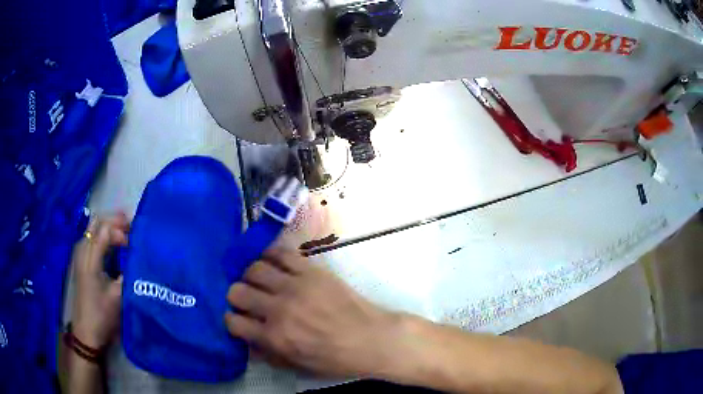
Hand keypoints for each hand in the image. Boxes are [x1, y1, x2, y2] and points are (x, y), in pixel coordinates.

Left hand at [71, 213, 128, 348]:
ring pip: (94, 228)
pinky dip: (104, 235)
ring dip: (110, 227)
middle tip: (134, 228)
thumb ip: (127, 272)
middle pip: (97, 222)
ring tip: (127, 234)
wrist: (86, 331)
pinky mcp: (82, 260)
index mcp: (90, 257)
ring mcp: (80, 253)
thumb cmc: (102, 314)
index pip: (105, 230)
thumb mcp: (118, 295)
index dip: (121, 231)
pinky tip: (114, 244)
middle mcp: (83, 249)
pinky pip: (93, 237)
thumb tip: (140, 257)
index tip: (135, 244)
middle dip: (115, 221)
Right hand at [225, 249, 399, 377]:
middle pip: (237, 291)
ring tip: (258, 280)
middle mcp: (278, 309)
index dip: (231, 321)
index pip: (233, 322)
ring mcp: (294, 286)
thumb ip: (269, 354)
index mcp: (275, 337)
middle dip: (236, 296)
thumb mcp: (299, 366)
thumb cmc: (336, 359)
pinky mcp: (311, 271)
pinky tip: (271, 261)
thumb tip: (247, 341)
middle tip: (245, 299)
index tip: (237, 319)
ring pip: (254, 269)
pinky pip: (281, 254)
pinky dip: (270, 255)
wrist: (371, 339)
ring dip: (250, 275)